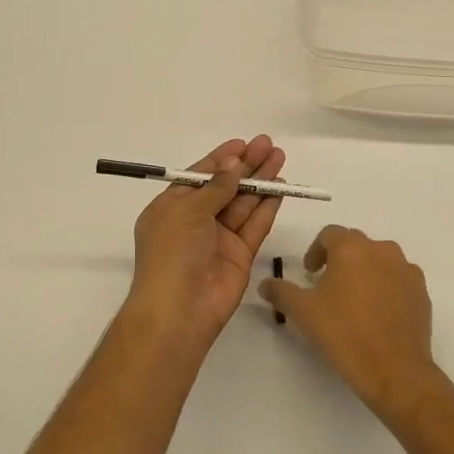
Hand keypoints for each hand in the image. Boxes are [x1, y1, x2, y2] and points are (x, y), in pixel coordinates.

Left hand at [122, 136, 286, 350]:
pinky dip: (268, 206)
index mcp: (172, 208)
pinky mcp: (240, 255)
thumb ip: (215, 186)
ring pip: (244, 203)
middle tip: (268, 144)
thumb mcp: (187, 210)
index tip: (242, 143)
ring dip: (261, 181)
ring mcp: (219, 238)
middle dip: (246, 165)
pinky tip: (281, 187)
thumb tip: (233, 163)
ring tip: (280, 158)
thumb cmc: (172, 253)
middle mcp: (195, 221)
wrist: (179, 310)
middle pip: (226, 187)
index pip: (199, 176)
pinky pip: (255, 225)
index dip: (221, 159)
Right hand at [260, 226, 439, 419]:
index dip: (315, 251)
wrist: (395, 370)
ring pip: (380, 260)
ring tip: (354, 301)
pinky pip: (399, 280)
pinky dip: (386, 288)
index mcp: (351, 248)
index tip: (309, 274)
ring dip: (365, 272)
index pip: (329, 234)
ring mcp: (406, 270)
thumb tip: (266, 284)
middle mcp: (382, 250)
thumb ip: (281, 292)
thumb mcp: (303, 312)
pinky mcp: (421, 291)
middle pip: (356, 245)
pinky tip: (377, 314)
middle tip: (328, 287)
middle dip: (340, 260)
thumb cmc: (344, 333)